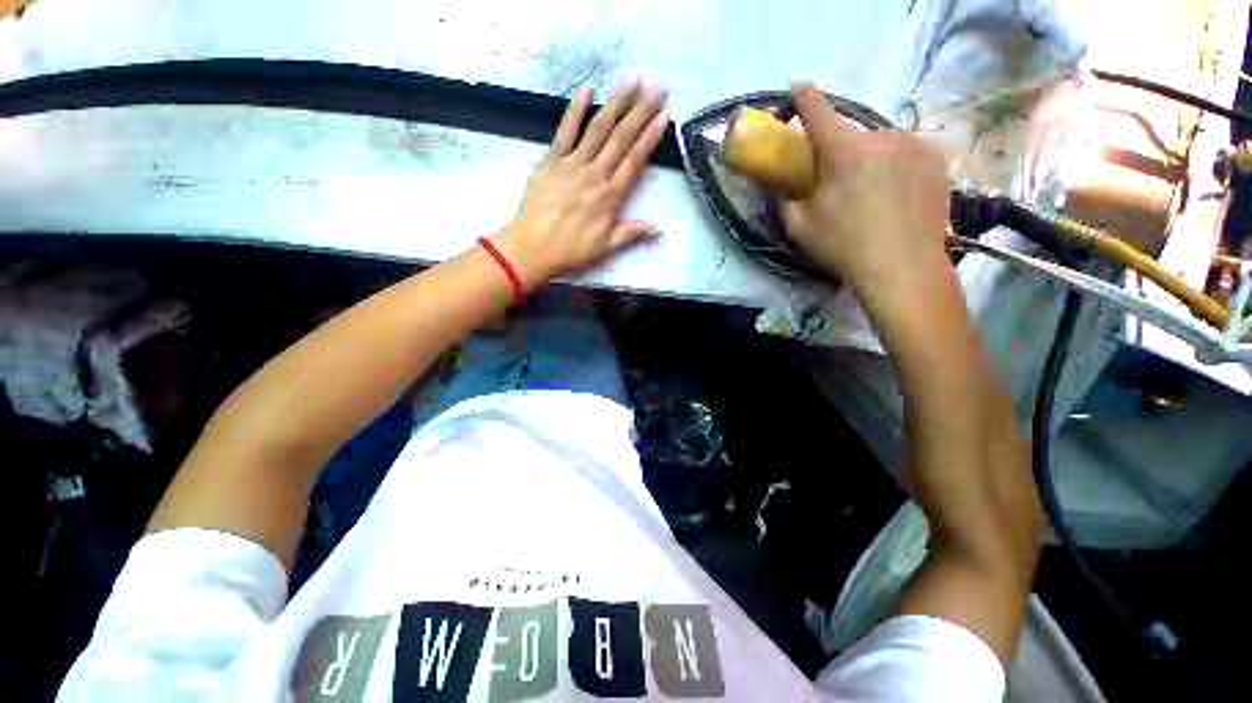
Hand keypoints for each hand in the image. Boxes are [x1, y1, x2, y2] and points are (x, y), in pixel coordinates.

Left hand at [494, 79, 668, 287]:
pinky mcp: (551, 161)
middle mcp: (595, 174)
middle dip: (640, 112)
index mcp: (610, 196)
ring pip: (598, 129)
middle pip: (621, 139)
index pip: (635, 161)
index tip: (664, 116)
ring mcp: (572, 164)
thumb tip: (658, 229)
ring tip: (631, 80)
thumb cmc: (570, 251)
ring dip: (616, 103)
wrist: (532, 248)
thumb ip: (631, 233)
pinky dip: (575, 110)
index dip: (650, 137)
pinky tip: (587, 90)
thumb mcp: (605, 248)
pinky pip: (565, 131)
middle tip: (657, 88)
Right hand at [780, 83, 951, 307]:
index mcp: (844, 151)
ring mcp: (913, 145)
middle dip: (839, 150)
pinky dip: (893, 164)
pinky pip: (905, 152)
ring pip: (880, 142)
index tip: (798, 85)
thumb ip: (785, 200)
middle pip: (851, 134)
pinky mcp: (936, 158)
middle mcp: (881, 137)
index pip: (818, 112)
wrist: (901, 267)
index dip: (805, 98)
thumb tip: (783, 186)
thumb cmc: (843, 246)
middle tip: (837, 180)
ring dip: (868, 158)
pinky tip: (894, 192)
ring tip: (870, 191)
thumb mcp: (799, 227)